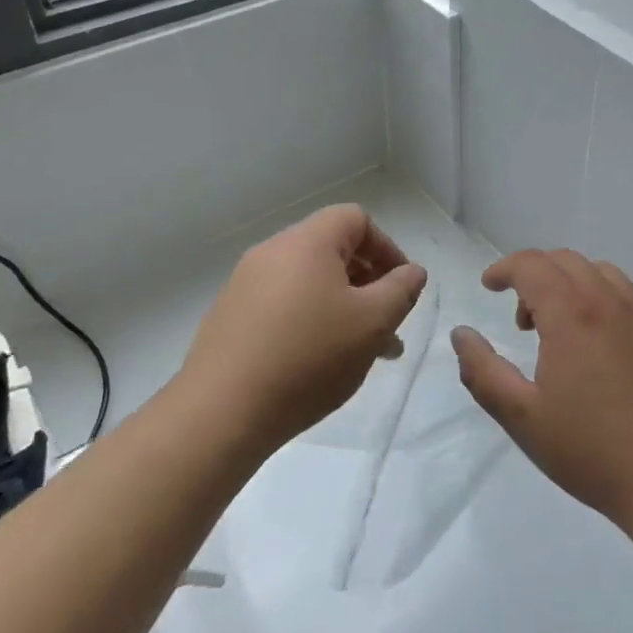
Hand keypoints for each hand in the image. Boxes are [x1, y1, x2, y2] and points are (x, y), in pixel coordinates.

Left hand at [181, 205, 427, 453]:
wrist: (220, 412)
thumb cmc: (308, 357)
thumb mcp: (372, 323)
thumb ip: (401, 290)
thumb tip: (412, 271)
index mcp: (307, 241)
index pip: (356, 219)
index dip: (386, 247)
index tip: (401, 287)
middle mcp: (272, 251)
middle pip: (331, 249)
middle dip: (367, 282)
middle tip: (386, 323)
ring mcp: (245, 284)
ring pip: (308, 282)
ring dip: (341, 306)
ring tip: (360, 352)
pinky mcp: (229, 316)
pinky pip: (282, 305)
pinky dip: (309, 321)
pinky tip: (317, 363)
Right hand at [451, 250, 632, 529]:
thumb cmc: (594, 452)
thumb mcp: (523, 419)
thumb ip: (483, 372)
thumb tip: (461, 334)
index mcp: (572, 313)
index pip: (532, 264)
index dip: (504, 268)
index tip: (488, 286)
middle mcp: (608, 300)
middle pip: (564, 260)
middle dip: (533, 275)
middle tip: (521, 320)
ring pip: (597, 271)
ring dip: (567, 283)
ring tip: (559, 328)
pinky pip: (623, 294)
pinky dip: (597, 297)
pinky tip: (597, 344)